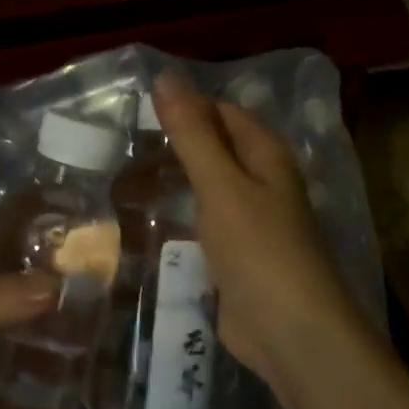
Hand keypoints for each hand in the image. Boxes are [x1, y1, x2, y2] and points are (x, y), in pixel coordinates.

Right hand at [153, 71, 375, 397]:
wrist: (289, 331)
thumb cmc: (258, 249)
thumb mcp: (221, 185)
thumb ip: (192, 134)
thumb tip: (166, 76)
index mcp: (266, 156)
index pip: (222, 113)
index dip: (184, 106)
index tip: (134, 109)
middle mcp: (262, 183)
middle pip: (214, 150)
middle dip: (173, 146)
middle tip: (119, 145)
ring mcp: (250, 223)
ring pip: (206, 189)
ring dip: (173, 182)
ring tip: (121, 177)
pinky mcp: (236, 257)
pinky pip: (202, 226)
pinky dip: (178, 218)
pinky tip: (146, 219)